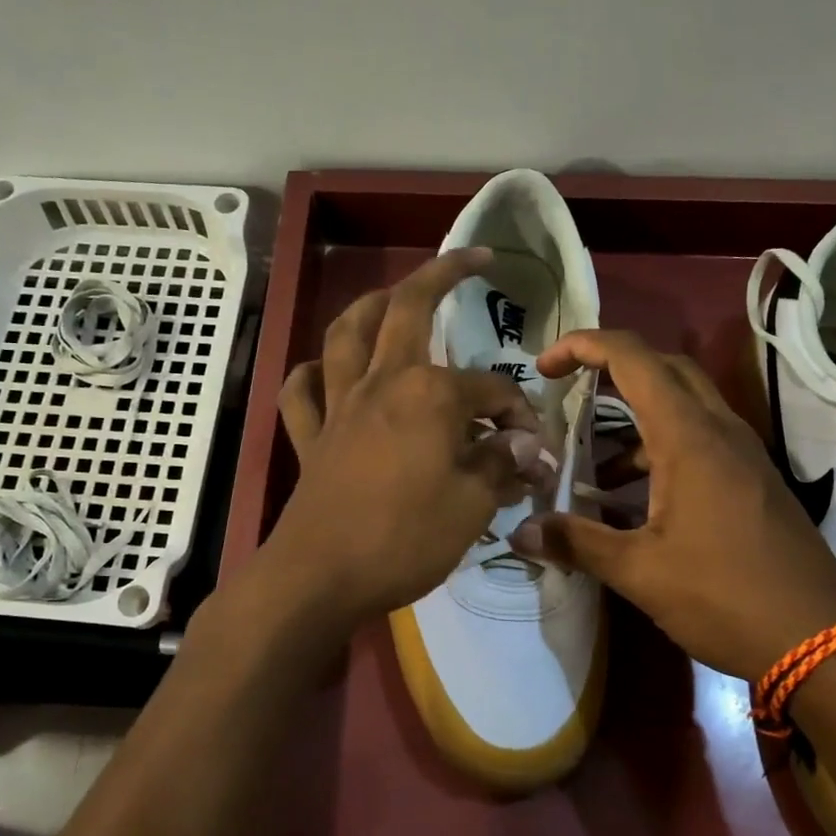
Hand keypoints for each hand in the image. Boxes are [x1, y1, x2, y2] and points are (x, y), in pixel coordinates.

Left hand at [264, 250, 538, 622]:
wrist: (321, 577)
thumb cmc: (406, 539)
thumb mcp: (473, 505)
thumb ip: (501, 465)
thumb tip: (528, 446)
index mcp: (429, 394)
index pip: (490, 391)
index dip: (519, 417)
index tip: (534, 452)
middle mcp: (382, 382)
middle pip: (408, 310)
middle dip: (443, 274)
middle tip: (472, 258)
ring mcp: (339, 406)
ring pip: (346, 334)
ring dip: (370, 305)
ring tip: (391, 295)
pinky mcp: (310, 438)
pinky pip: (301, 392)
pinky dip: (311, 373)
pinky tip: (324, 370)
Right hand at [510, 329, 835, 680]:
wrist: (821, 640)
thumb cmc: (725, 596)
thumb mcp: (639, 572)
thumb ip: (577, 543)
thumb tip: (520, 533)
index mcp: (689, 437)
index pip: (632, 358)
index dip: (583, 346)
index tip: (545, 367)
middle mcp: (720, 430)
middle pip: (663, 369)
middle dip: (611, 370)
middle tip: (569, 394)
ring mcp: (743, 454)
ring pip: (683, 406)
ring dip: (633, 421)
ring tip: (590, 466)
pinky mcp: (753, 480)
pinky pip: (700, 440)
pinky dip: (659, 451)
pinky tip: (633, 501)